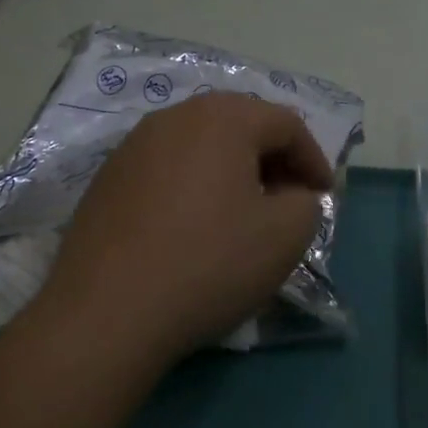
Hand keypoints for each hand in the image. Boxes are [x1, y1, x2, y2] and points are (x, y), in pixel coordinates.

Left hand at [36, 92, 333, 373]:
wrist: (105, 312)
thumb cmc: (207, 264)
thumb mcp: (284, 237)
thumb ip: (307, 204)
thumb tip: (293, 195)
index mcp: (223, 117)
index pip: (286, 123)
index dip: (313, 159)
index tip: (322, 198)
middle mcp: (177, 115)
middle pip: (241, 124)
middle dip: (272, 158)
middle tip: (286, 199)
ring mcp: (135, 143)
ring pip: (201, 142)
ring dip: (231, 169)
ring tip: (240, 212)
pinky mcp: (108, 175)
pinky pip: (167, 165)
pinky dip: (192, 183)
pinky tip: (191, 225)